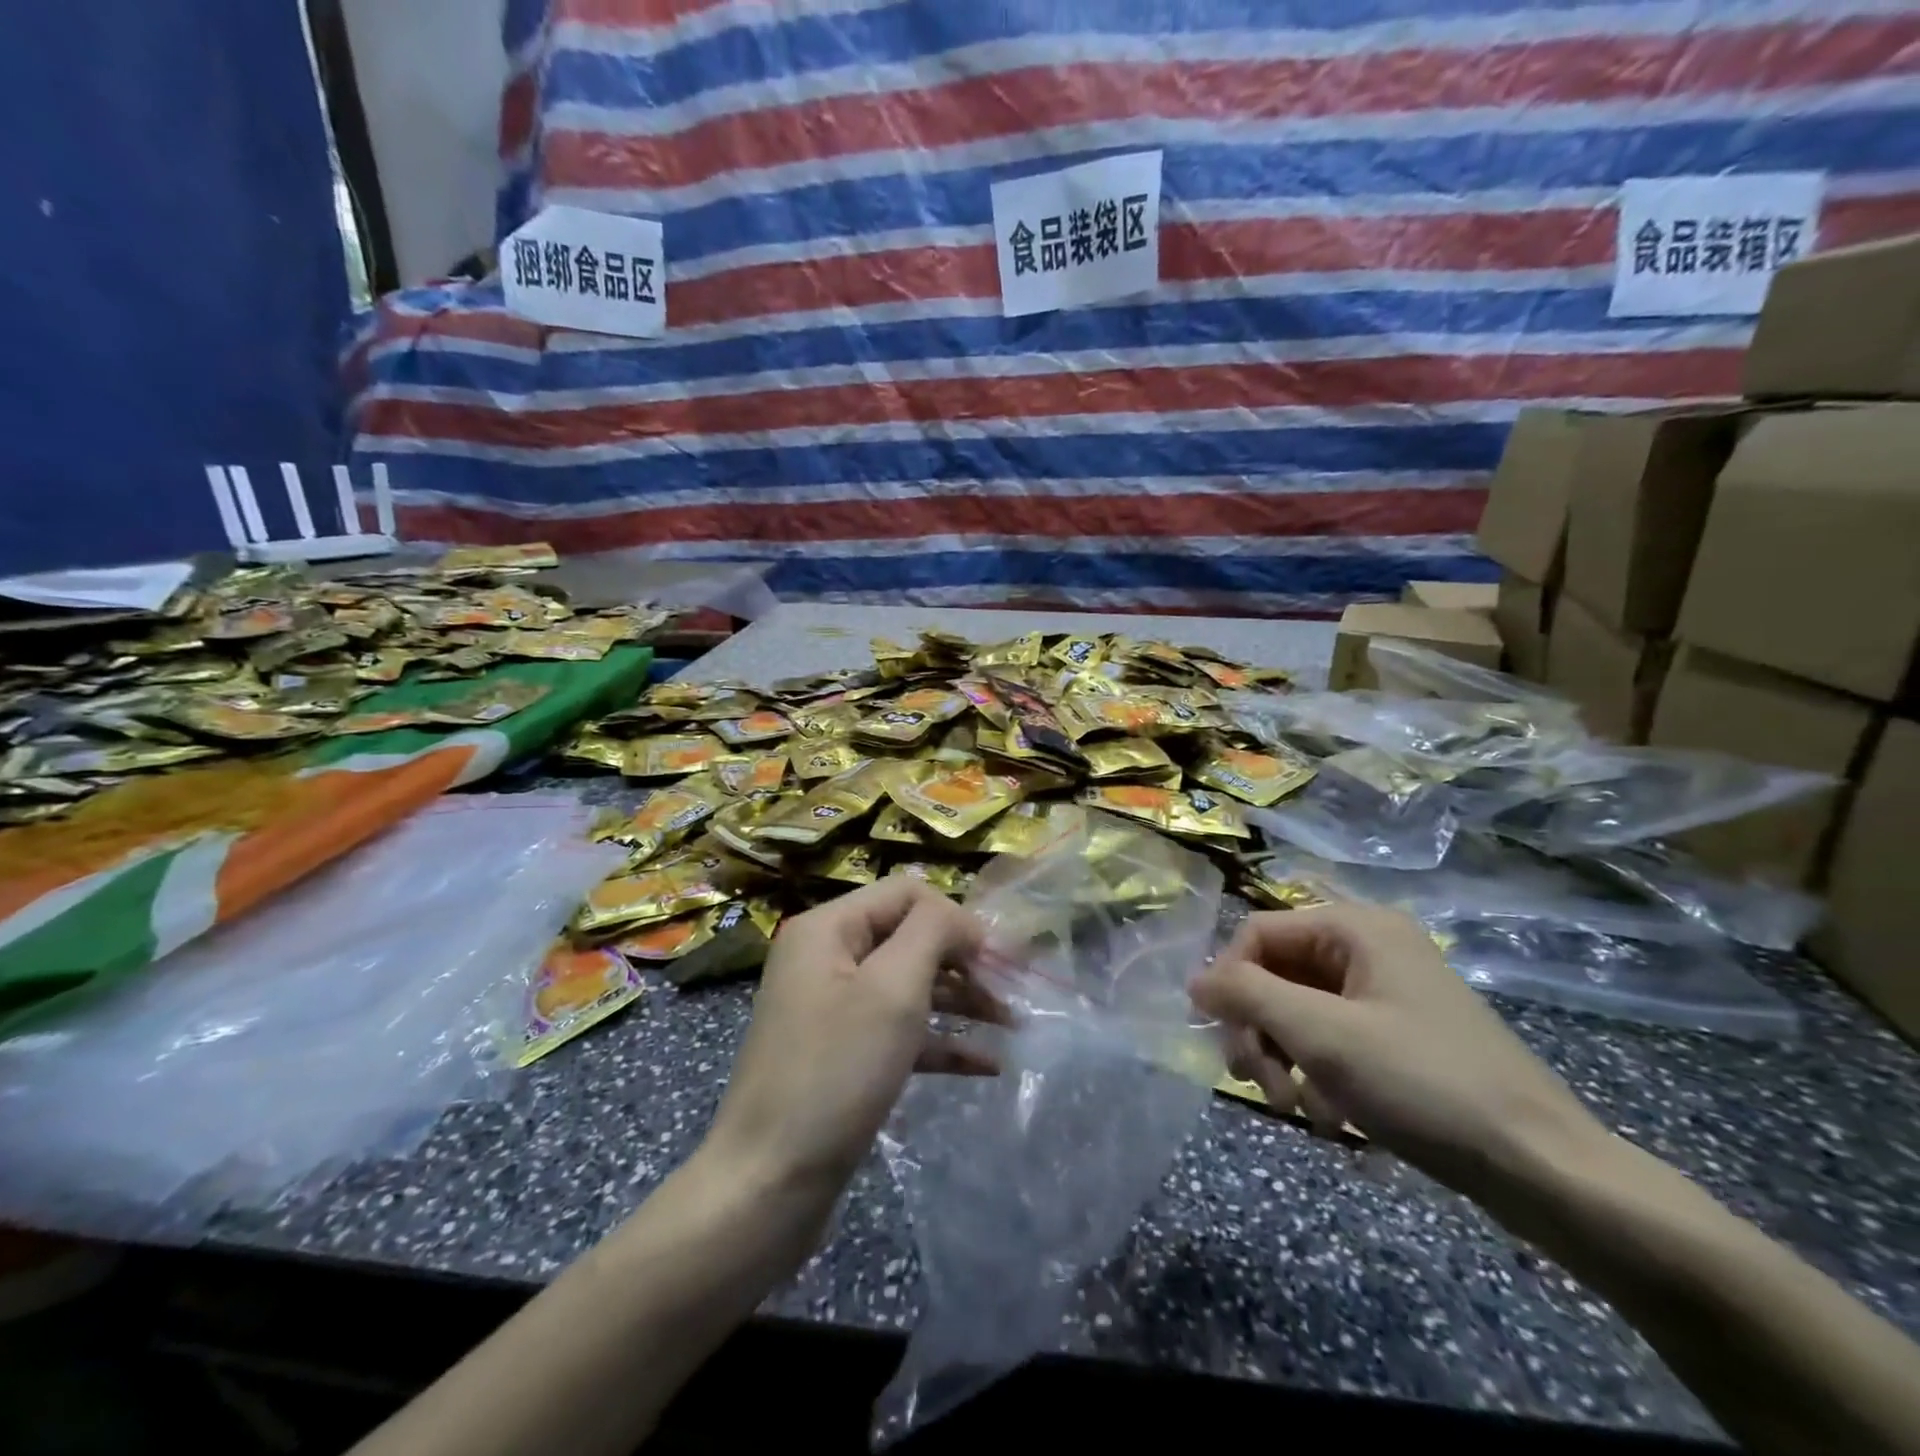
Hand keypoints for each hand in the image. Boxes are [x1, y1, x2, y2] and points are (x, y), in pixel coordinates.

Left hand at [702, 878, 989, 1204]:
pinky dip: (939, 1041)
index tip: (997, 959)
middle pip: (909, 938)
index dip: (955, 917)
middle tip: (1010, 994)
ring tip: (1012, 1026)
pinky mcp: (842, 1055)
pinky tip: (986, 1064)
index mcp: (828, 929)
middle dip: (963, 961)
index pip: (906, 894)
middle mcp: (827, 959)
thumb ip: (932, 932)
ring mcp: (832, 1009)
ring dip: (960, 1000)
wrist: (767, 1185)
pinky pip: (898, 1032)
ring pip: (908, 986)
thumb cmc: (835, 1073)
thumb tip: (960, 918)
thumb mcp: (892, 989)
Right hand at [1190, 905, 1605, 1198]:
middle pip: (1275, 973)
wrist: (1544, 1169)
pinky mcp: (1398, 1033)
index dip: (1229, 982)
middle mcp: (1369, 947)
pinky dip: (1317, 1074)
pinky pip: (1331, 1038)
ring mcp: (1385, 992)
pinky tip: (1330, 1118)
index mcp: (1356, 928)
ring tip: (1298, 1108)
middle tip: (1259, 1085)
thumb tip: (1193, 980)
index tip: (1225, 1040)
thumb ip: (1246, 995)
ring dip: (1284, 1059)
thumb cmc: (1423, 1084)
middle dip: (1259, 1030)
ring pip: (1298, 1010)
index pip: (1257, 934)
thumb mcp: (1321, 1034)